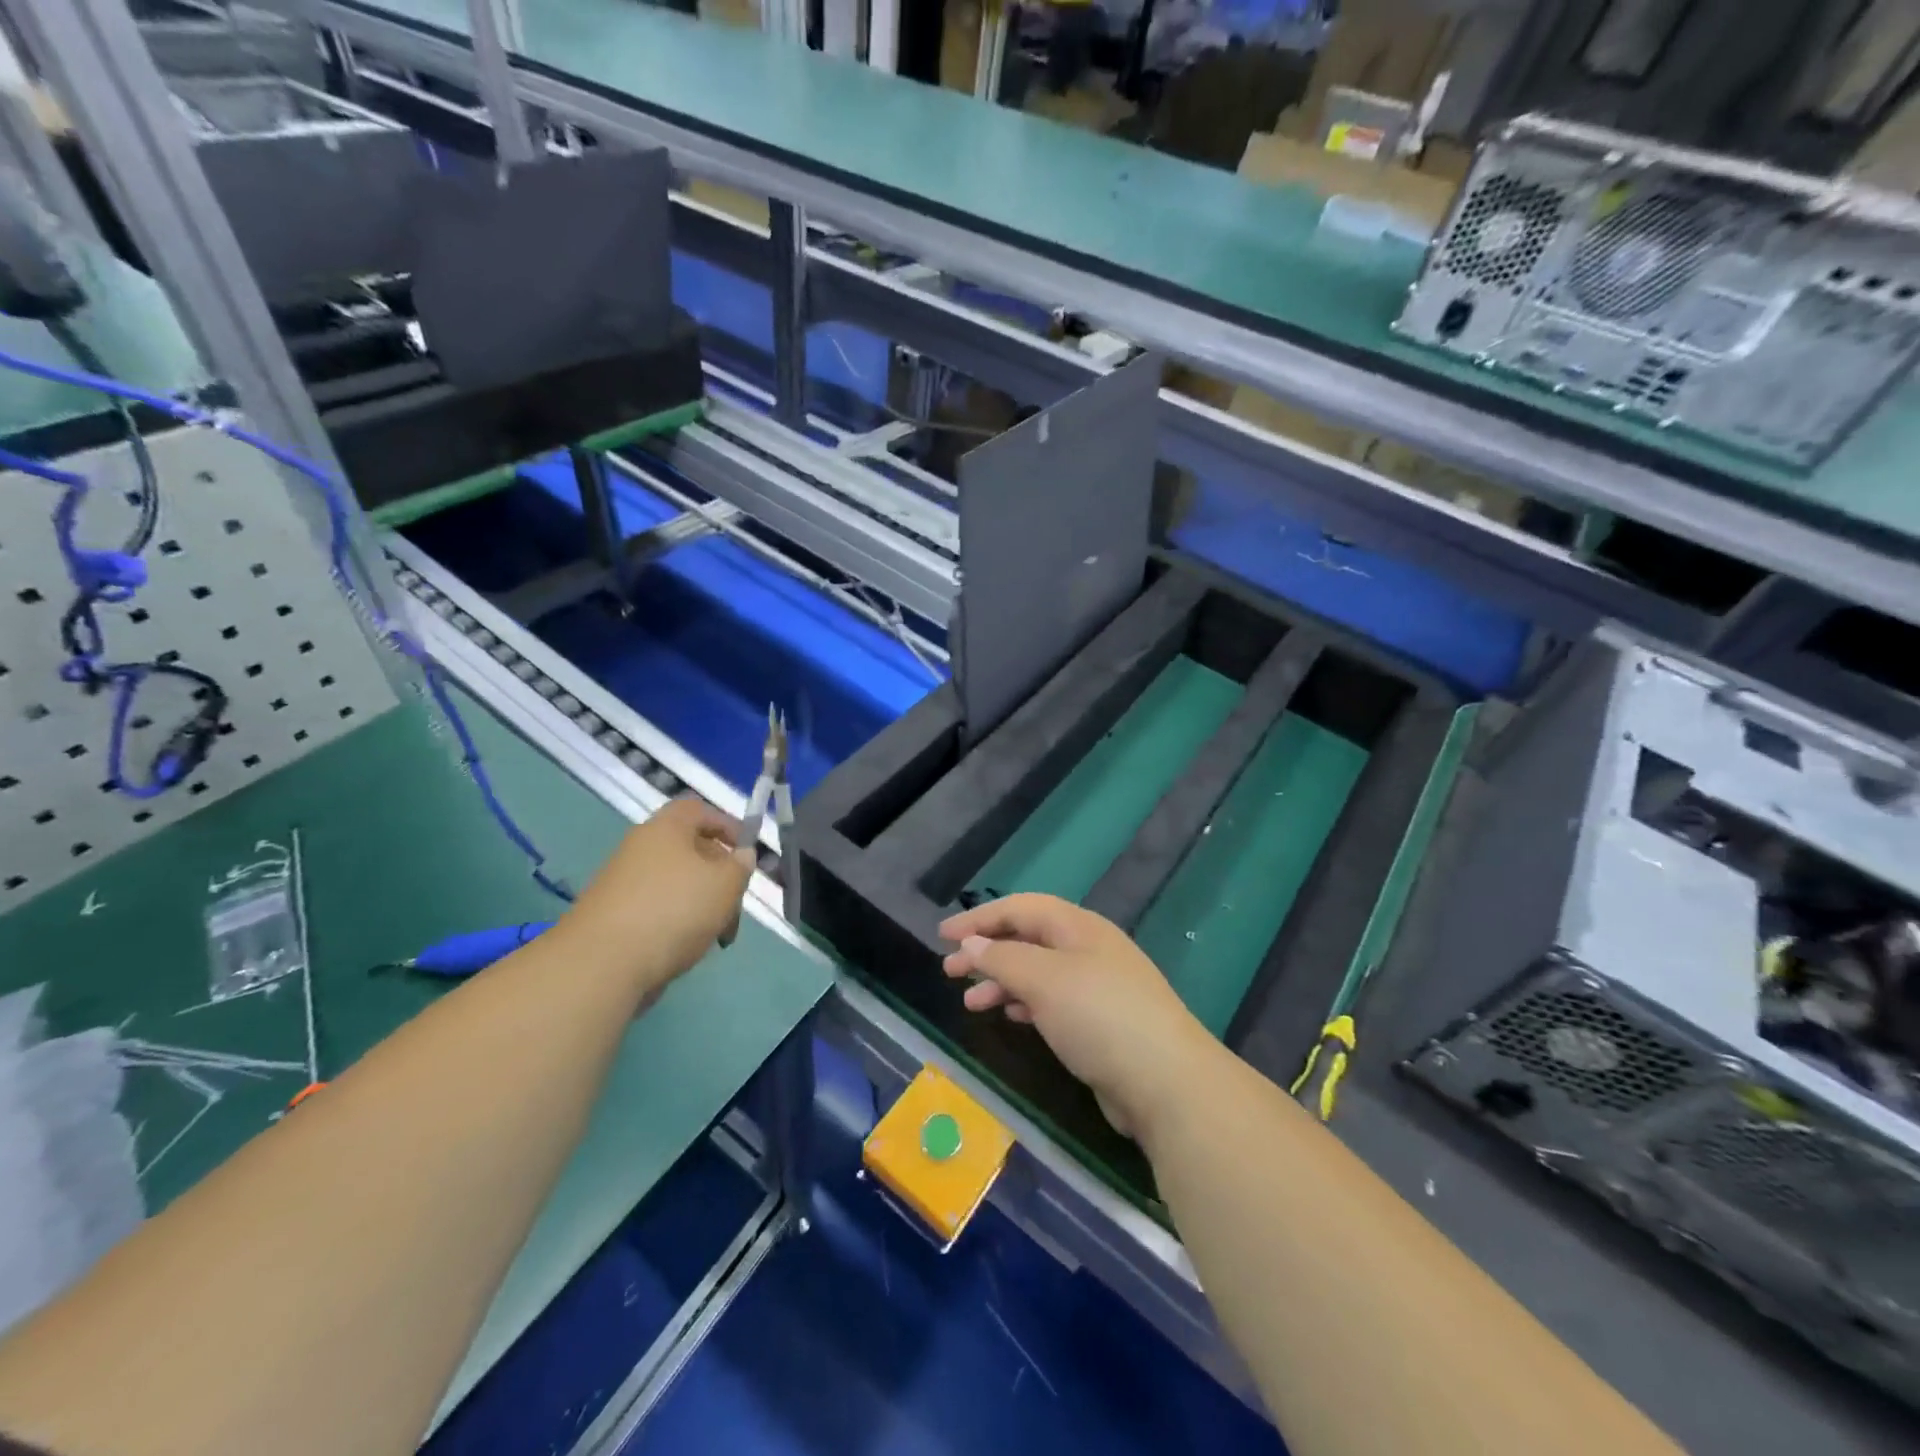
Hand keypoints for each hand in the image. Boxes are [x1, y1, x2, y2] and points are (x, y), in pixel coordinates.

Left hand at [561, 797, 754, 994]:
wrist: (602, 963)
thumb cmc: (674, 910)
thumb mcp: (725, 885)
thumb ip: (741, 866)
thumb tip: (741, 855)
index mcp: (666, 828)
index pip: (699, 810)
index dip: (727, 825)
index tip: (746, 854)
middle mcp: (641, 847)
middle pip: (691, 851)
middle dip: (720, 877)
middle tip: (735, 907)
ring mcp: (623, 882)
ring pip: (677, 884)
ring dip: (702, 904)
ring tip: (715, 937)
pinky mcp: (613, 915)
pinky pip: (657, 908)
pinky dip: (677, 923)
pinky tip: (686, 949)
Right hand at [941, 894, 1214, 1140]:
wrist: (1166, 1083)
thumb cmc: (1099, 1017)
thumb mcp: (1044, 980)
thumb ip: (1004, 958)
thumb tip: (972, 944)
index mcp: (1079, 927)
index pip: (1020, 908)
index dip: (979, 918)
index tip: (943, 936)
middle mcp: (1089, 949)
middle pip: (1028, 938)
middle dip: (988, 950)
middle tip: (950, 971)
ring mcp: (1098, 986)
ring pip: (1038, 971)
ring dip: (1002, 980)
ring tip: (970, 1001)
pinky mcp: (1101, 1022)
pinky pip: (1052, 1000)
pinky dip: (1025, 1002)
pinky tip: (1009, 1015)